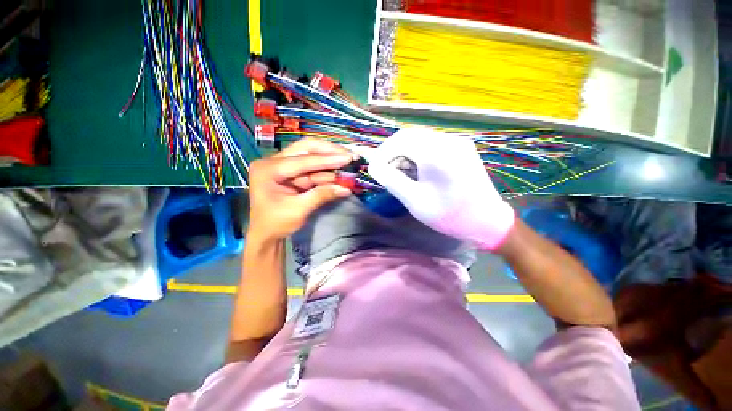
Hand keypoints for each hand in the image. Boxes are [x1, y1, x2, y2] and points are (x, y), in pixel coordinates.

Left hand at [247, 138, 354, 241]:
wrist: (266, 234)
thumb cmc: (276, 223)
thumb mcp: (298, 210)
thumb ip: (321, 195)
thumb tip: (346, 188)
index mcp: (268, 169)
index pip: (302, 160)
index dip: (327, 159)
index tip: (348, 158)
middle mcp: (275, 161)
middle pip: (306, 148)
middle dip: (329, 151)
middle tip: (349, 155)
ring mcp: (284, 166)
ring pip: (311, 155)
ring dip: (331, 160)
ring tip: (350, 161)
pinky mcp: (294, 173)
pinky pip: (313, 168)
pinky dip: (328, 170)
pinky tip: (341, 171)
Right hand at [357, 128, 514, 250]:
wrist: (488, 221)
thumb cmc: (450, 216)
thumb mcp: (415, 201)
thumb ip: (391, 180)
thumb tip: (373, 165)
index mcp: (437, 154)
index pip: (400, 140)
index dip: (383, 152)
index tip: (375, 168)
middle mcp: (448, 141)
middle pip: (409, 135)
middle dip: (393, 151)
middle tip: (387, 171)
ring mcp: (457, 141)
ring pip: (420, 138)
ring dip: (405, 152)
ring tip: (401, 172)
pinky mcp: (461, 146)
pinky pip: (432, 143)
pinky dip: (418, 153)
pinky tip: (418, 169)